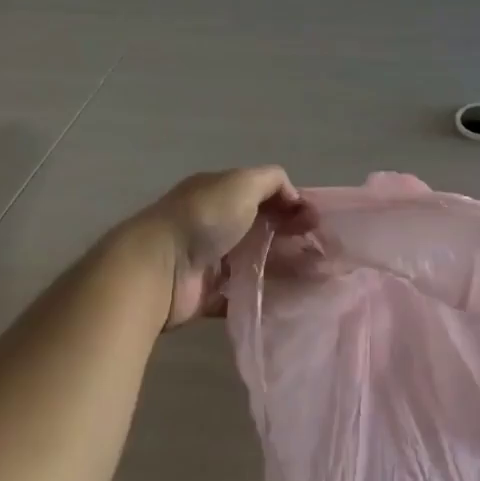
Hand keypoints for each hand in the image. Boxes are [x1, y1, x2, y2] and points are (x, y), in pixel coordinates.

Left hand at [131, 167, 309, 328]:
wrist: (158, 268)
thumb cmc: (204, 218)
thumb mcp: (242, 182)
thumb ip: (273, 181)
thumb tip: (294, 198)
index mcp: (220, 192)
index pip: (263, 194)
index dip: (291, 204)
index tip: (316, 222)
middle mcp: (214, 223)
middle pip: (261, 228)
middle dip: (292, 236)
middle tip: (322, 252)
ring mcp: (210, 260)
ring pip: (255, 261)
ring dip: (283, 267)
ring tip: (316, 278)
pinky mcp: (207, 294)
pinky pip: (241, 294)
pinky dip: (263, 297)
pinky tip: (291, 299)